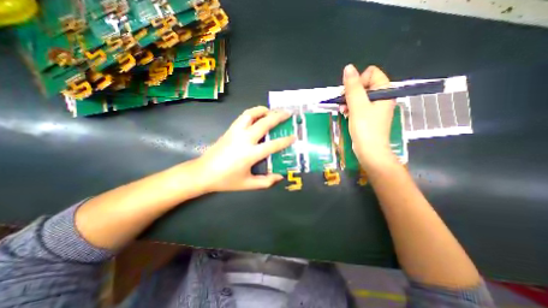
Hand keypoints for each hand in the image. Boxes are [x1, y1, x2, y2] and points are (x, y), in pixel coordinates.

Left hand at [193, 106, 295, 192]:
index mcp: (250, 154)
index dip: (285, 140)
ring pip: (251, 114)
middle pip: (264, 123)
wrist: (203, 173)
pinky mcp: (230, 129)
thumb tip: (280, 177)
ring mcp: (236, 132)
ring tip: (271, 110)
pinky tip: (257, 115)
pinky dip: (252, 112)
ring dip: (263, 110)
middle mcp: (244, 139)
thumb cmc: (226, 180)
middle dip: (278, 117)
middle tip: (287, 113)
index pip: (273, 145)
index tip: (294, 136)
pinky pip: (243, 116)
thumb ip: (265, 182)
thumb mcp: (248, 184)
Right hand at [341, 62, 398, 166]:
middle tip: (344, 103)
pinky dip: (351, 108)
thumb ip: (352, 86)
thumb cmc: (365, 128)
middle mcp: (382, 97)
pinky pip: (359, 106)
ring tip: (343, 111)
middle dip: (351, 93)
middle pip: (364, 84)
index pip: (371, 73)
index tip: (350, 93)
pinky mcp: (369, 116)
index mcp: (384, 91)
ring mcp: (375, 107)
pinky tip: (345, 114)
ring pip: (359, 96)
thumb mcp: (357, 105)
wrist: (370, 151)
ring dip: (349, 102)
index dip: (358, 81)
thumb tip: (348, 67)